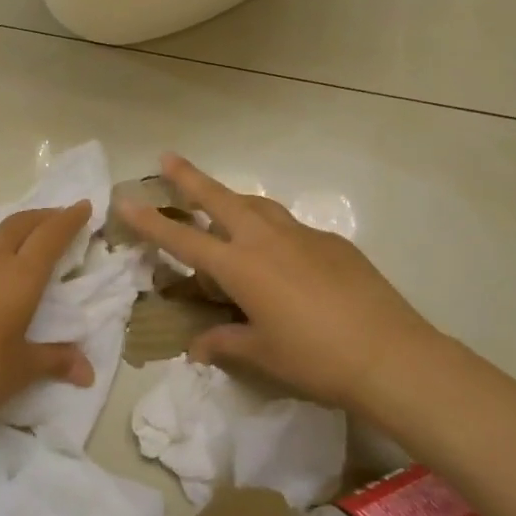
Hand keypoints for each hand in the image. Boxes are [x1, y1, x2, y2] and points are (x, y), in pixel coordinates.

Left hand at [0, 203, 95, 444]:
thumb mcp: (20, 371)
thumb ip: (54, 361)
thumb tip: (87, 371)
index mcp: (18, 278)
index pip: (50, 236)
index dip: (69, 219)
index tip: (83, 206)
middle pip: (18, 225)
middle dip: (41, 217)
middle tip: (57, 218)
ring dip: (8, 232)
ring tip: (18, 242)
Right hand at [117, 154, 441, 409]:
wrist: (390, 354)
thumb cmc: (316, 358)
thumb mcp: (264, 355)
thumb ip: (226, 343)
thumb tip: (198, 348)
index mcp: (240, 266)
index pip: (183, 238)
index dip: (150, 221)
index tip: (125, 201)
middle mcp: (265, 239)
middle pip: (218, 198)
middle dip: (189, 177)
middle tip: (167, 157)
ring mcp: (301, 235)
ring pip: (257, 205)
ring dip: (232, 199)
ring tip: (221, 203)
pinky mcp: (332, 242)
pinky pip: (290, 227)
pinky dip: (273, 230)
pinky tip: (281, 254)